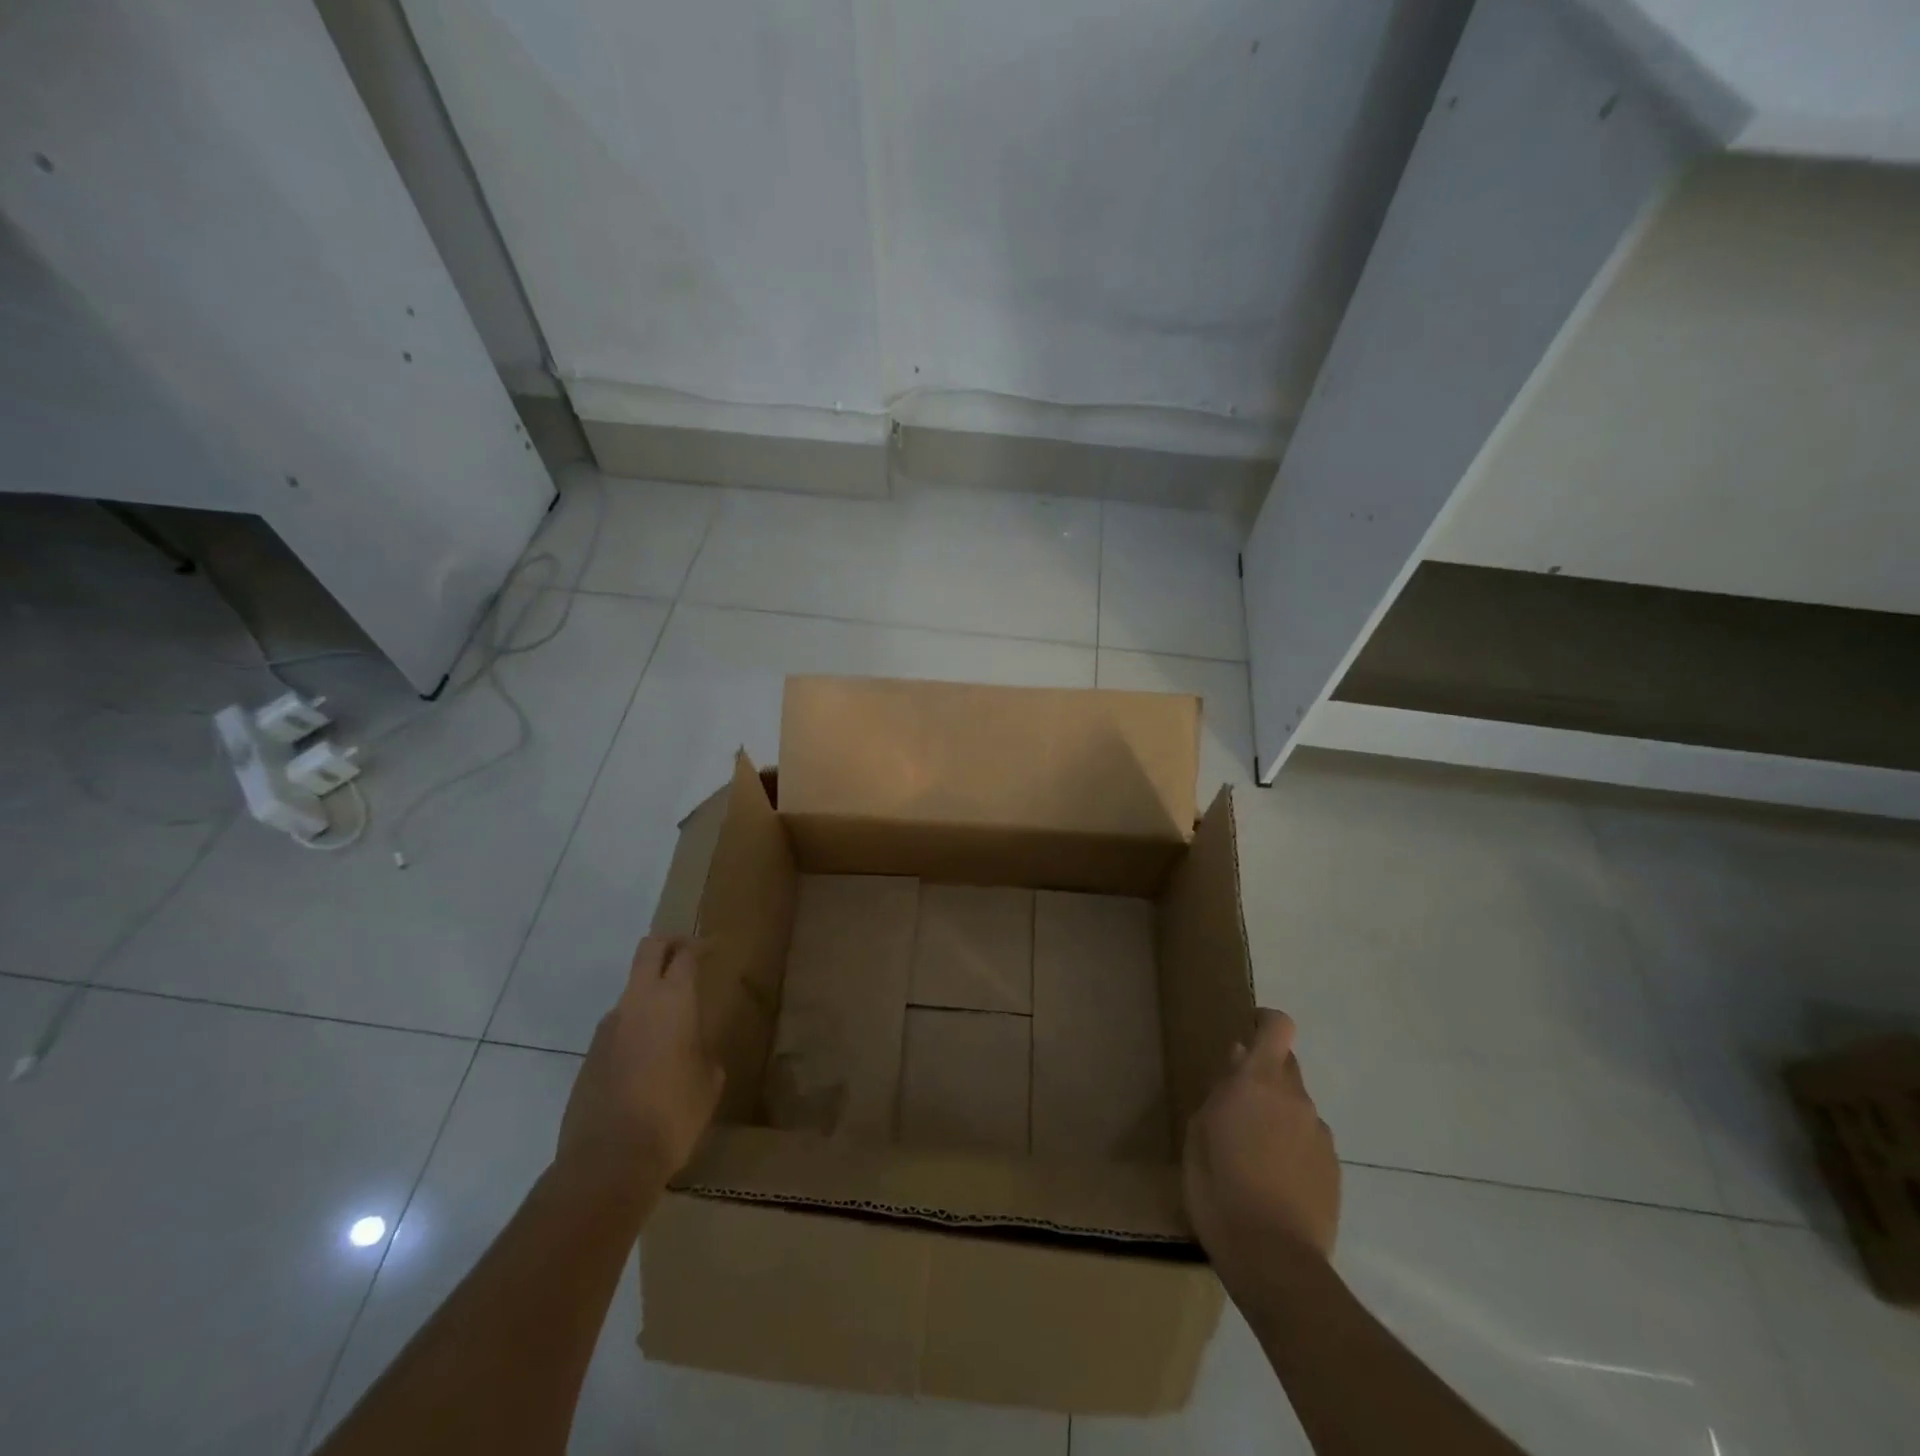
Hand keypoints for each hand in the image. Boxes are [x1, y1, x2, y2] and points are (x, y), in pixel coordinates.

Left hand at [556, 935, 724, 1201]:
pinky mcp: (589, 1055)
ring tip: (671, 1023)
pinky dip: (635, 1029)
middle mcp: (637, 1003)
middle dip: (669, 944)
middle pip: (649, 950)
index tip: (713, 948)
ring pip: (631, 991)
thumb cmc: (673, 1113)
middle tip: (687, 954)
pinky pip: (618, 1027)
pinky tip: (648, 1062)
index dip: (700, 946)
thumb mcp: (709, 1081)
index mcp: (673, 1001)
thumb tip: (692, 1049)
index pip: (685, 955)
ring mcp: (608, 1028)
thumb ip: (702, 1051)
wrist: (608, 1161)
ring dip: (650, 993)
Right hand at [1184, 1009, 1339, 1297]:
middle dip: (1264, 1074)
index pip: (1278, 1027)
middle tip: (1237, 1104)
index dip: (1265, 1021)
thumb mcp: (1199, 1133)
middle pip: (1286, 1065)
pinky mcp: (1333, 1169)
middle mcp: (1295, 1098)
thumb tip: (1237, 1061)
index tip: (1248, 1028)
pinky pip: (1308, 1139)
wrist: (1274, 1260)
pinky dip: (1292, 1146)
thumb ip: (1221, 1091)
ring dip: (1277, 1114)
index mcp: (1258, 1082)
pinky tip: (1273, 1179)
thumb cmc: (1219, 1188)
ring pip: (1296, 1105)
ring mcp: (1319, 1134)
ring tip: (1252, 1153)